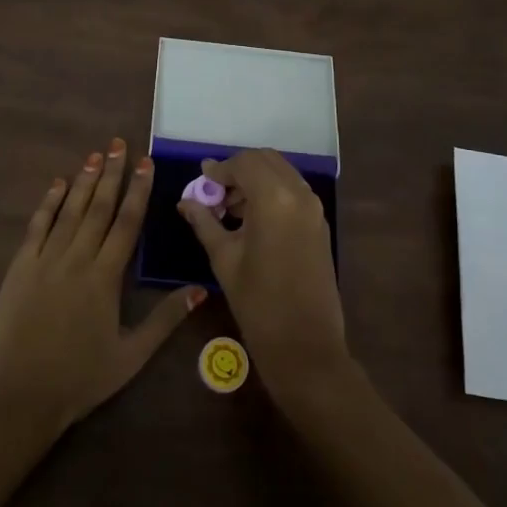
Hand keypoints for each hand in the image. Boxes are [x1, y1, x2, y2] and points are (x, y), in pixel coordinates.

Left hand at [0, 140, 205, 440]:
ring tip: (94, 155)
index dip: (138, 191)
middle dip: (111, 174)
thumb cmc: (79, 380)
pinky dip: (47, 204)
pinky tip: (56, 185)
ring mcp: (44, 261)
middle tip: (118, 144)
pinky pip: (36, 227)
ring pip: (68, 211)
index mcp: (105, 278)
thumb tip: (200, 290)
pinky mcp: (18, 269)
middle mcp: (76, 260)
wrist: (17, 400)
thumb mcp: (130, 356)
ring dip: (82, 181)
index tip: (146, 162)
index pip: (126, 223)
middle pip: (97, 207)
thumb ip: (164, 320)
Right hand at [179, 149, 348, 397]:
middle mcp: (299, 194)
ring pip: (281, 173)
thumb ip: (205, 222)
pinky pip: (293, 192)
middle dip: (239, 170)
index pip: (244, 162)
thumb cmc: (258, 303)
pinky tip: (251, 219)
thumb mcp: (223, 258)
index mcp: (274, 198)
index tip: (201, 182)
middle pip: (266, 160)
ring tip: (230, 208)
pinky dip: (272, 193)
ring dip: (256, 180)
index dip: (220, 169)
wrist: (305, 345)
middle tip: (215, 193)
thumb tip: (186, 201)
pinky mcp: (320, 224)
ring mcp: (314, 208)